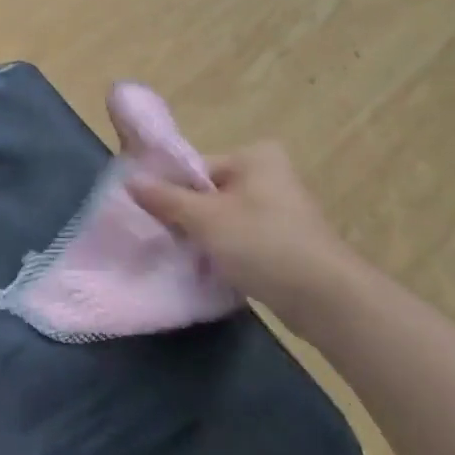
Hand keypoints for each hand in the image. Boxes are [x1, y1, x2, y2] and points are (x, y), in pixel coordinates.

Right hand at [131, 141, 355, 308]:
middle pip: (208, 193)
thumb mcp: (205, 219)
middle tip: (163, 239)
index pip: (196, 168)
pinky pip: (240, 239)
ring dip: (203, 237)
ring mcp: (279, 210)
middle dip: (185, 217)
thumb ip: (166, 199)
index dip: (170, 192)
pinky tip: (209, 270)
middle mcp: (269, 175)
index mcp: (255, 157)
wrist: (325, 297)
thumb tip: (129, 180)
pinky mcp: (283, 241)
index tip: (149, 217)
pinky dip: (223, 252)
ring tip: (184, 257)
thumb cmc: (262, 244)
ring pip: (222, 219)